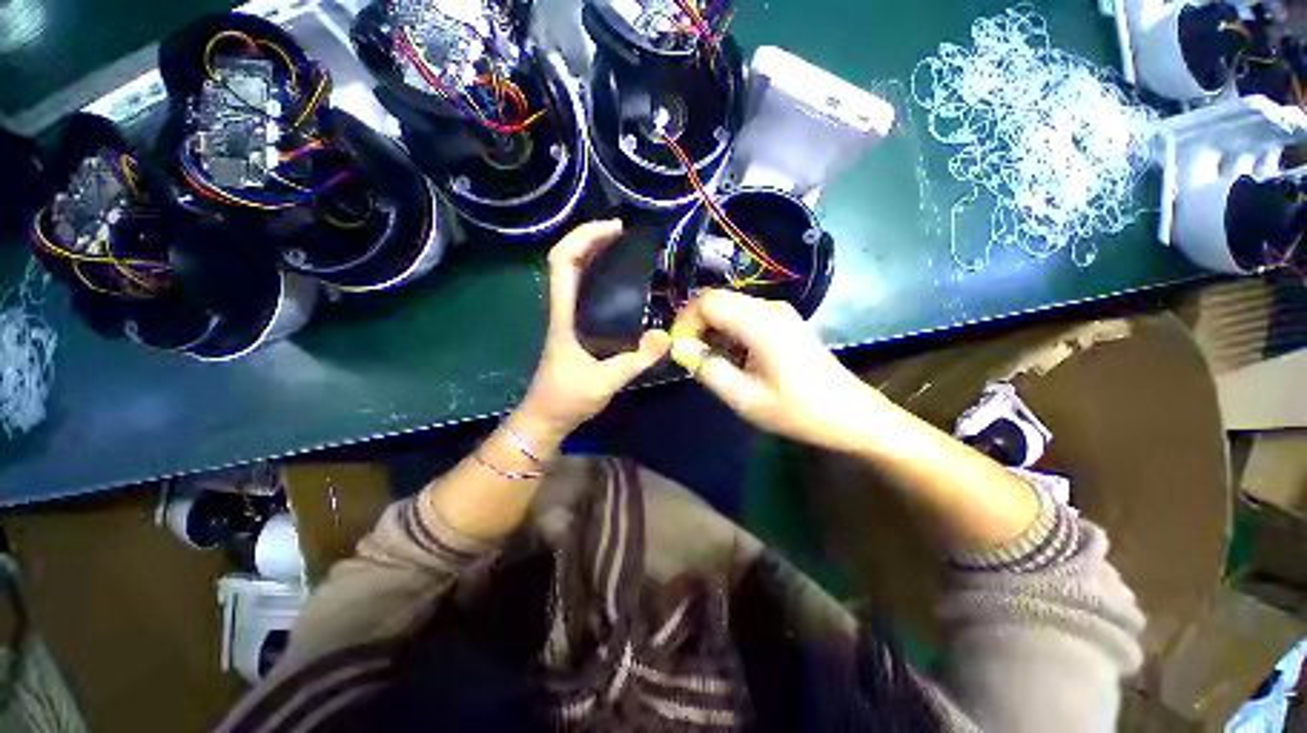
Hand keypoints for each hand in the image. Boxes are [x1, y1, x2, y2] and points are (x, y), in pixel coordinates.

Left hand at [516, 220, 670, 442]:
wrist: (545, 418)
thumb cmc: (566, 399)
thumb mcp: (604, 382)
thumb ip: (636, 360)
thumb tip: (667, 335)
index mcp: (564, 315)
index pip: (563, 262)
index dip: (584, 237)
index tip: (614, 230)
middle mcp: (564, 310)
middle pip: (568, 261)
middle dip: (593, 239)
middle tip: (627, 236)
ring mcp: (569, 319)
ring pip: (577, 276)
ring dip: (597, 256)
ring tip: (629, 253)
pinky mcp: (577, 330)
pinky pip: (588, 294)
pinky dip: (602, 280)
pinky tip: (626, 288)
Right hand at [670, 290, 888, 453]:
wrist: (852, 415)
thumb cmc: (799, 411)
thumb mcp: (746, 399)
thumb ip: (709, 371)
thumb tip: (683, 350)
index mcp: (760, 323)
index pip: (708, 301)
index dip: (685, 321)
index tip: (679, 350)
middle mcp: (769, 308)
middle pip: (718, 300)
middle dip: (696, 324)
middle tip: (690, 356)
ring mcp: (779, 313)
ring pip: (730, 307)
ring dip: (712, 329)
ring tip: (709, 360)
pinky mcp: (784, 322)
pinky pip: (745, 316)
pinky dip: (728, 332)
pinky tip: (731, 358)